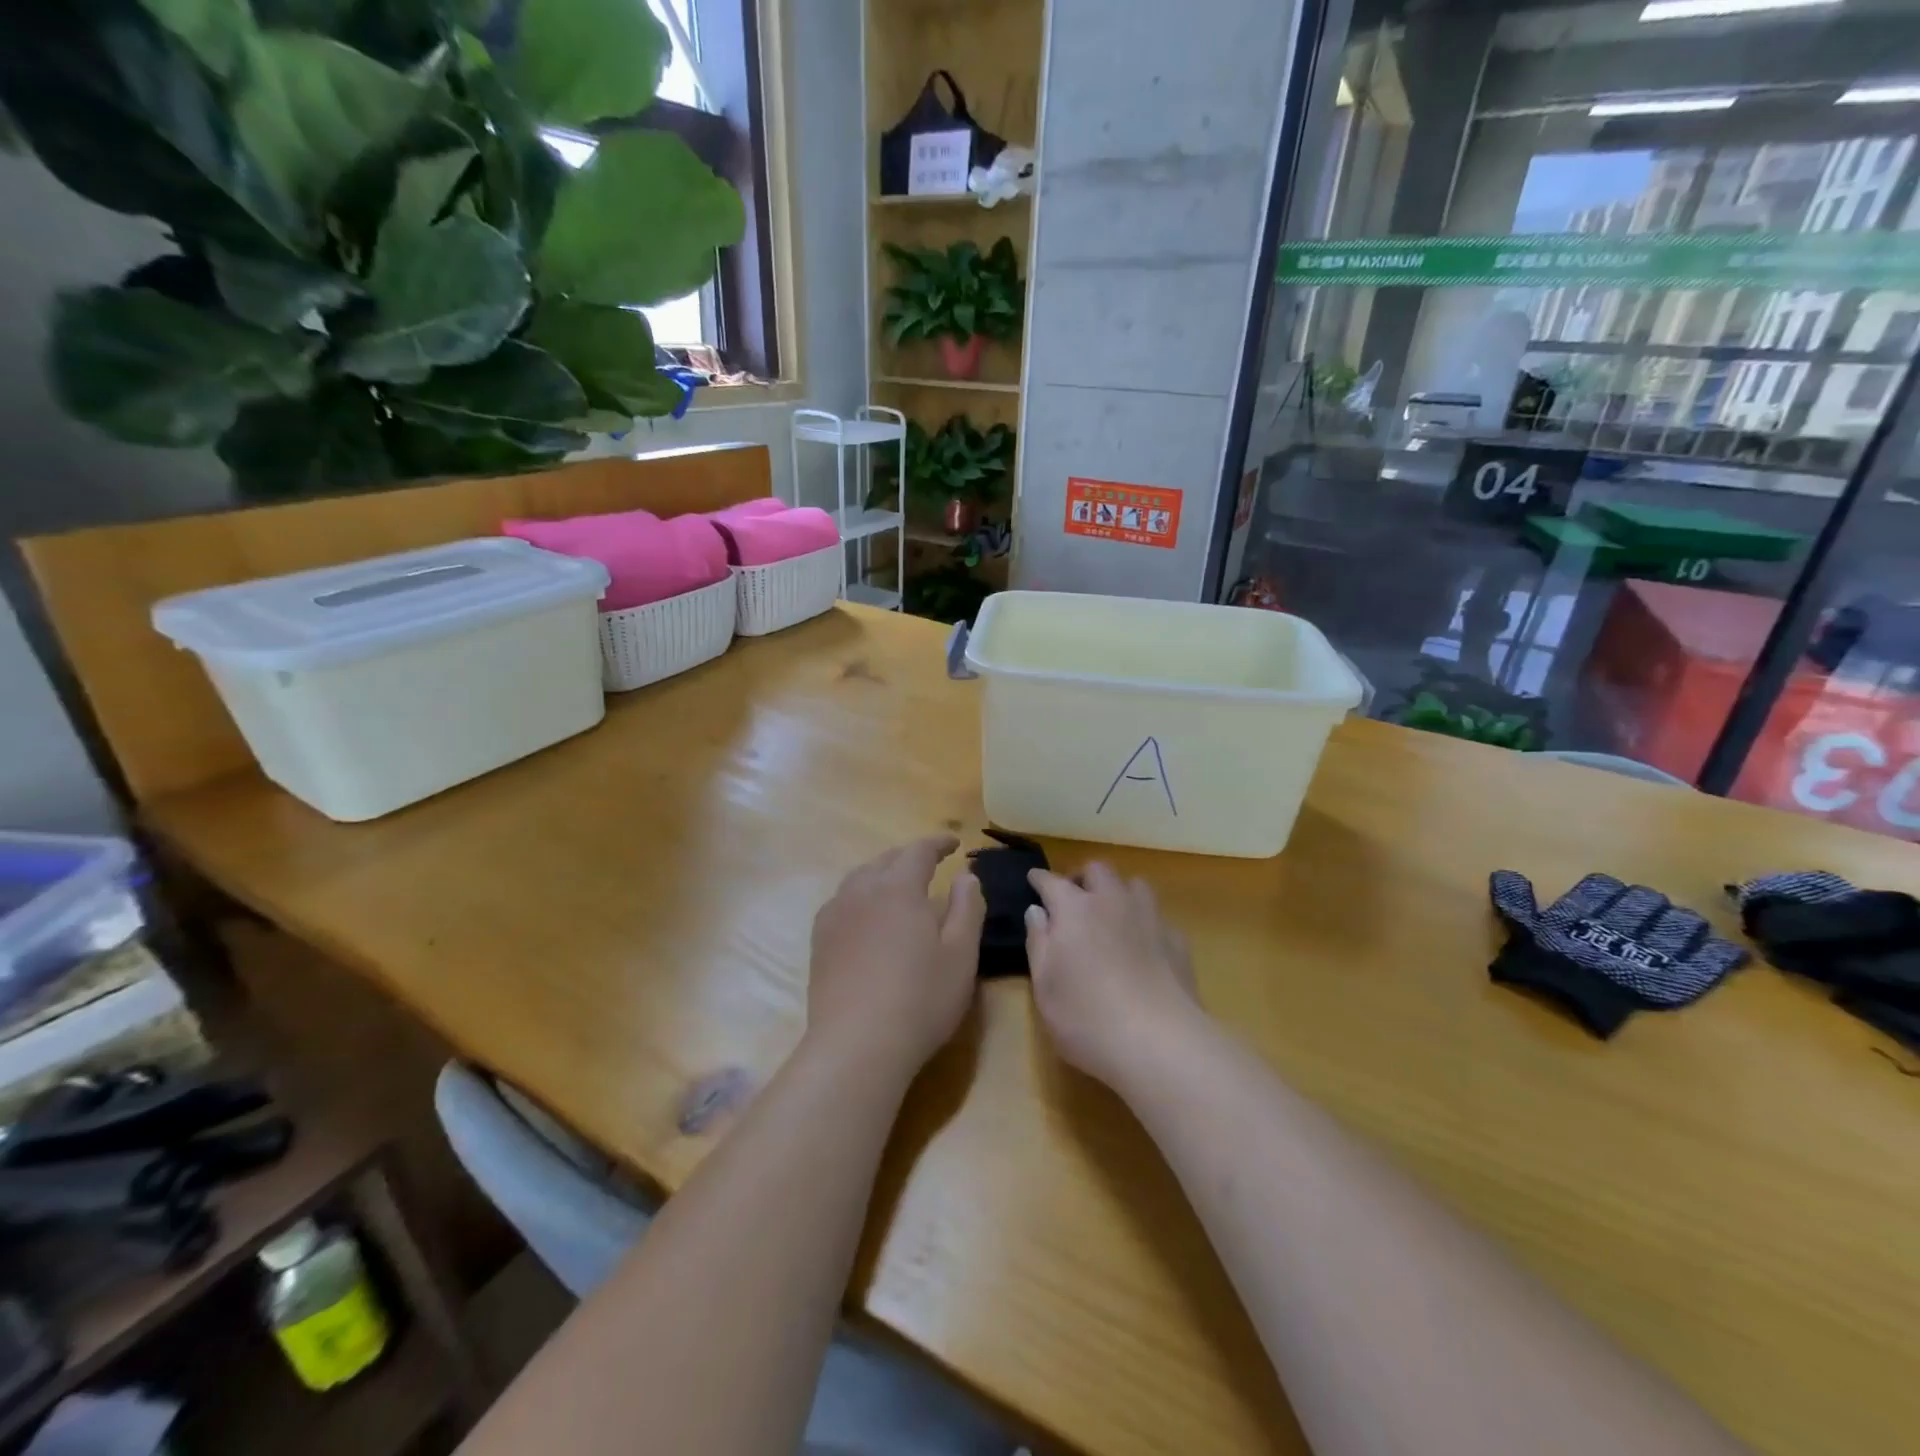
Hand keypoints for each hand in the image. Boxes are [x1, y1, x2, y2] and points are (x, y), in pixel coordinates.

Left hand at [806, 835, 985, 1082]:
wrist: (857, 1045)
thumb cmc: (920, 999)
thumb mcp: (961, 954)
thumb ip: (967, 908)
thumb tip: (966, 876)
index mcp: (898, 888)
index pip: (919, 851)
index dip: (938, 844)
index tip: (954, 843)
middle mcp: (862, 891)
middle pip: (886, 860)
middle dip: (909, 857)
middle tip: (930, 864)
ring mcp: (835, 915)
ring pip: (860, 879)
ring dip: (882, 874)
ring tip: (898, 886)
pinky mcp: (820, 940)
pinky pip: (842, 901)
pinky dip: (860, 896)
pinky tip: (867, 916)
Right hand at [1025, 863, 1203, 1091]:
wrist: (1160, 1042)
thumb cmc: (1087, 1017)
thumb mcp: (1045, 986)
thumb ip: (1038, 942)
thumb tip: (1036, 910)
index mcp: (1074, 909)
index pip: (1051, 881)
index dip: (1040, 878)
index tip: (1033, 879)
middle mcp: (1111, 902)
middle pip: (1097, 870)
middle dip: (1082, 878)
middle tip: (1073, 899)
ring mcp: (1149, 917)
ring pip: (1134, 884)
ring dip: (1118, 892)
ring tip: (1111, 914)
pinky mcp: (1177, 940)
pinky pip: (1157, 916)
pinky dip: (1145, 923)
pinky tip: (1143, 945)